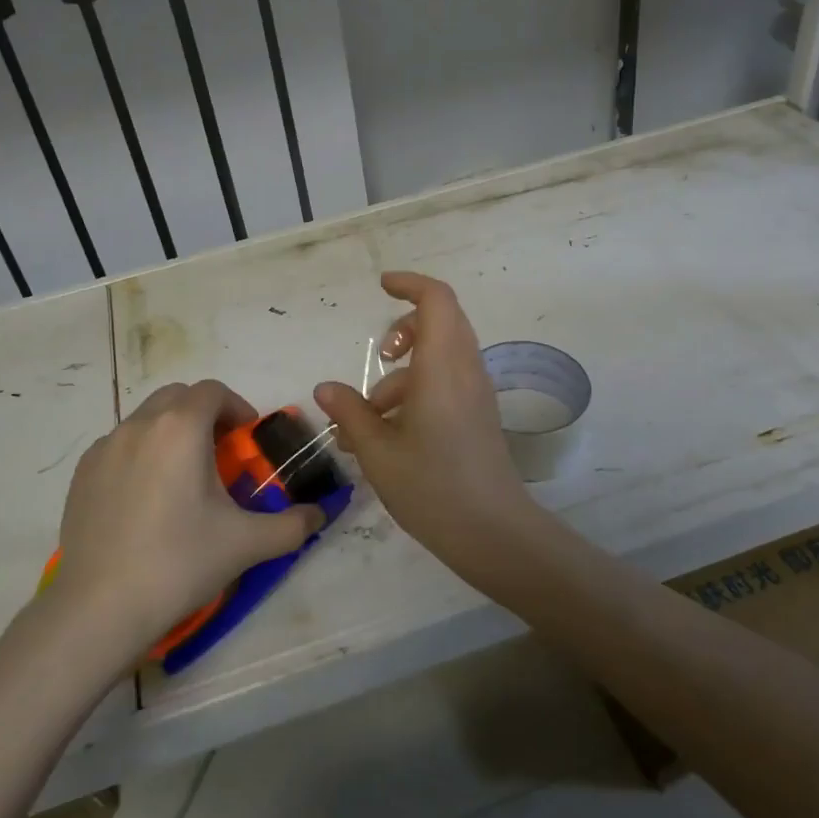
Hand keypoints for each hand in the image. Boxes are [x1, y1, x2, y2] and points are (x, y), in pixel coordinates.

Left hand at [52, 380, 323, 657]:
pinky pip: (119, 445)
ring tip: (182, 478)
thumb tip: (321, 515)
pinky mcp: (82, 473)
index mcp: (181, 428)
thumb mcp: (247, 543)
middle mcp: (140, 425)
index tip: (246, 441)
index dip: (236, 408)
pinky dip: (140, 454)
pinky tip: (146, 499)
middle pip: (178, 396)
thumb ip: (293, 524)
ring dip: (171, 432)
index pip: (213, 391)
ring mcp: (105, 447)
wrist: (99, 608)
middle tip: (219, 454)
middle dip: (203, 414)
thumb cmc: (179, 563)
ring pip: (146, 419)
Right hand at [313, 272, 540, 577]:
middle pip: (441, 321)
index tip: (381, 287)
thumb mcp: (378, 451)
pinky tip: (388, 436)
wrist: (493, 532)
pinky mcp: (478, 414)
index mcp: (442, 368)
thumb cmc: (432, 488)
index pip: (436, 300)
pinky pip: (447, 381)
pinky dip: (416, 392)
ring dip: (403, 373)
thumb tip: (325, 389)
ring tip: (367, 420)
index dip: (410, 284)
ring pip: (440, 355)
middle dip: (404, 330)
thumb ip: (351, 413)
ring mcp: (476, 393)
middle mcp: (465, 370)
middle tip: (379, 358)